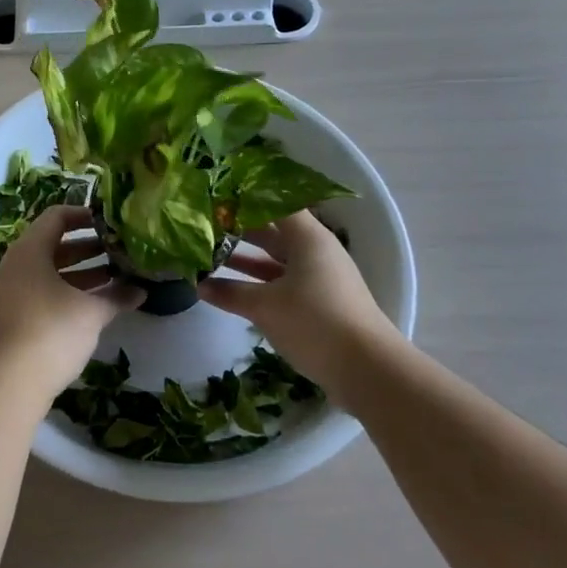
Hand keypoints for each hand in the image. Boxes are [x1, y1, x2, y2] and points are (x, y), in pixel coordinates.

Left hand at [0, 206, 139, 400]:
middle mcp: (12, 266)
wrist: (8, 383)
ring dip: (77, 274)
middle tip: (116, 253)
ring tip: (112, 278)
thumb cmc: (52, 331)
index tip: (108, 223)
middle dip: (86, 249)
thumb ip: (116, 297)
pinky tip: (90, 306)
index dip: (83, 215)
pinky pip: (38, 293)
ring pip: (45, 273)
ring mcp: (6, 293)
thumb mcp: (90, 312)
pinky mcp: (7, 318)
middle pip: (51, 246)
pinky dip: (63, 293)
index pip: (55, 217)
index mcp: (28, 251)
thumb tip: (141, 290)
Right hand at [198, 210, 403, 393]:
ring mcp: (318, 276)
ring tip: (208, 254)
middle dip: (238, 229)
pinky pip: (282, 280)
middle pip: (272, 230)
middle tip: (202, 227)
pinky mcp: (319, 301)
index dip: (244, 199)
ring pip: (275, 258)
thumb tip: (198, 285)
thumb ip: (230, 293)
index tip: (214, 197)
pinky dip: (258, 281)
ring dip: (245, 258)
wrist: (368, 369)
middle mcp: (315, 250)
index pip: (273, 203)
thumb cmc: (315, 322)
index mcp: (307, 237)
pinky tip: (230, 288)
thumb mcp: (265, 306)